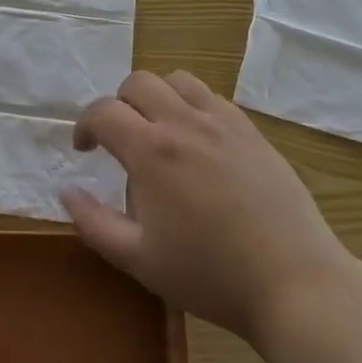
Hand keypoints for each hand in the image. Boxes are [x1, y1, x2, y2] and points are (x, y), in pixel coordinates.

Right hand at [61, 70, 352, 339]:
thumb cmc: (210, 275)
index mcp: (151, 151)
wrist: (294, 282)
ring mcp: (223, 122)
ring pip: (177, 80)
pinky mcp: (252, 130)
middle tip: (120, 139)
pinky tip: (198, 141)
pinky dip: (192, 105)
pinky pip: (212, 97)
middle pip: (138, 82)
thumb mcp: (138, 259)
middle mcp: (184, 122)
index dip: (84, 125)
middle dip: (118, 104)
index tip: (85, 150)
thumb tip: (67, 190)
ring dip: (157, 96)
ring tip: (159, 131)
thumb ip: (93, 222)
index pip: (103, 111)